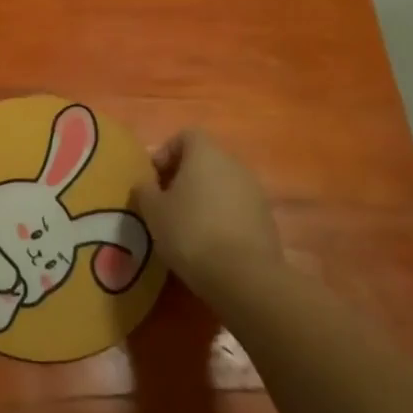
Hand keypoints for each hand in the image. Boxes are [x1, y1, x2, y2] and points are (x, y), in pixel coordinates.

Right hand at [134, 130, 282, 298]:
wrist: (243, 276)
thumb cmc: (190, 232)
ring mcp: (255, 192)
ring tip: (186, 226)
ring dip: (204, 198)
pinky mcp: (267, 220)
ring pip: (222, 185)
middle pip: (205, 160)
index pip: (185, 136)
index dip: (166, 153)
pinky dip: (222, 218)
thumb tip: (147, 184)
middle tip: (166, 203)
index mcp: (206, 153)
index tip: (153, 179)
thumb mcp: (153, 210)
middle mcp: (234, 164)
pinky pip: (237, 209)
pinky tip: (209, 244)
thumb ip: (145, 189)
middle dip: (184, 177)